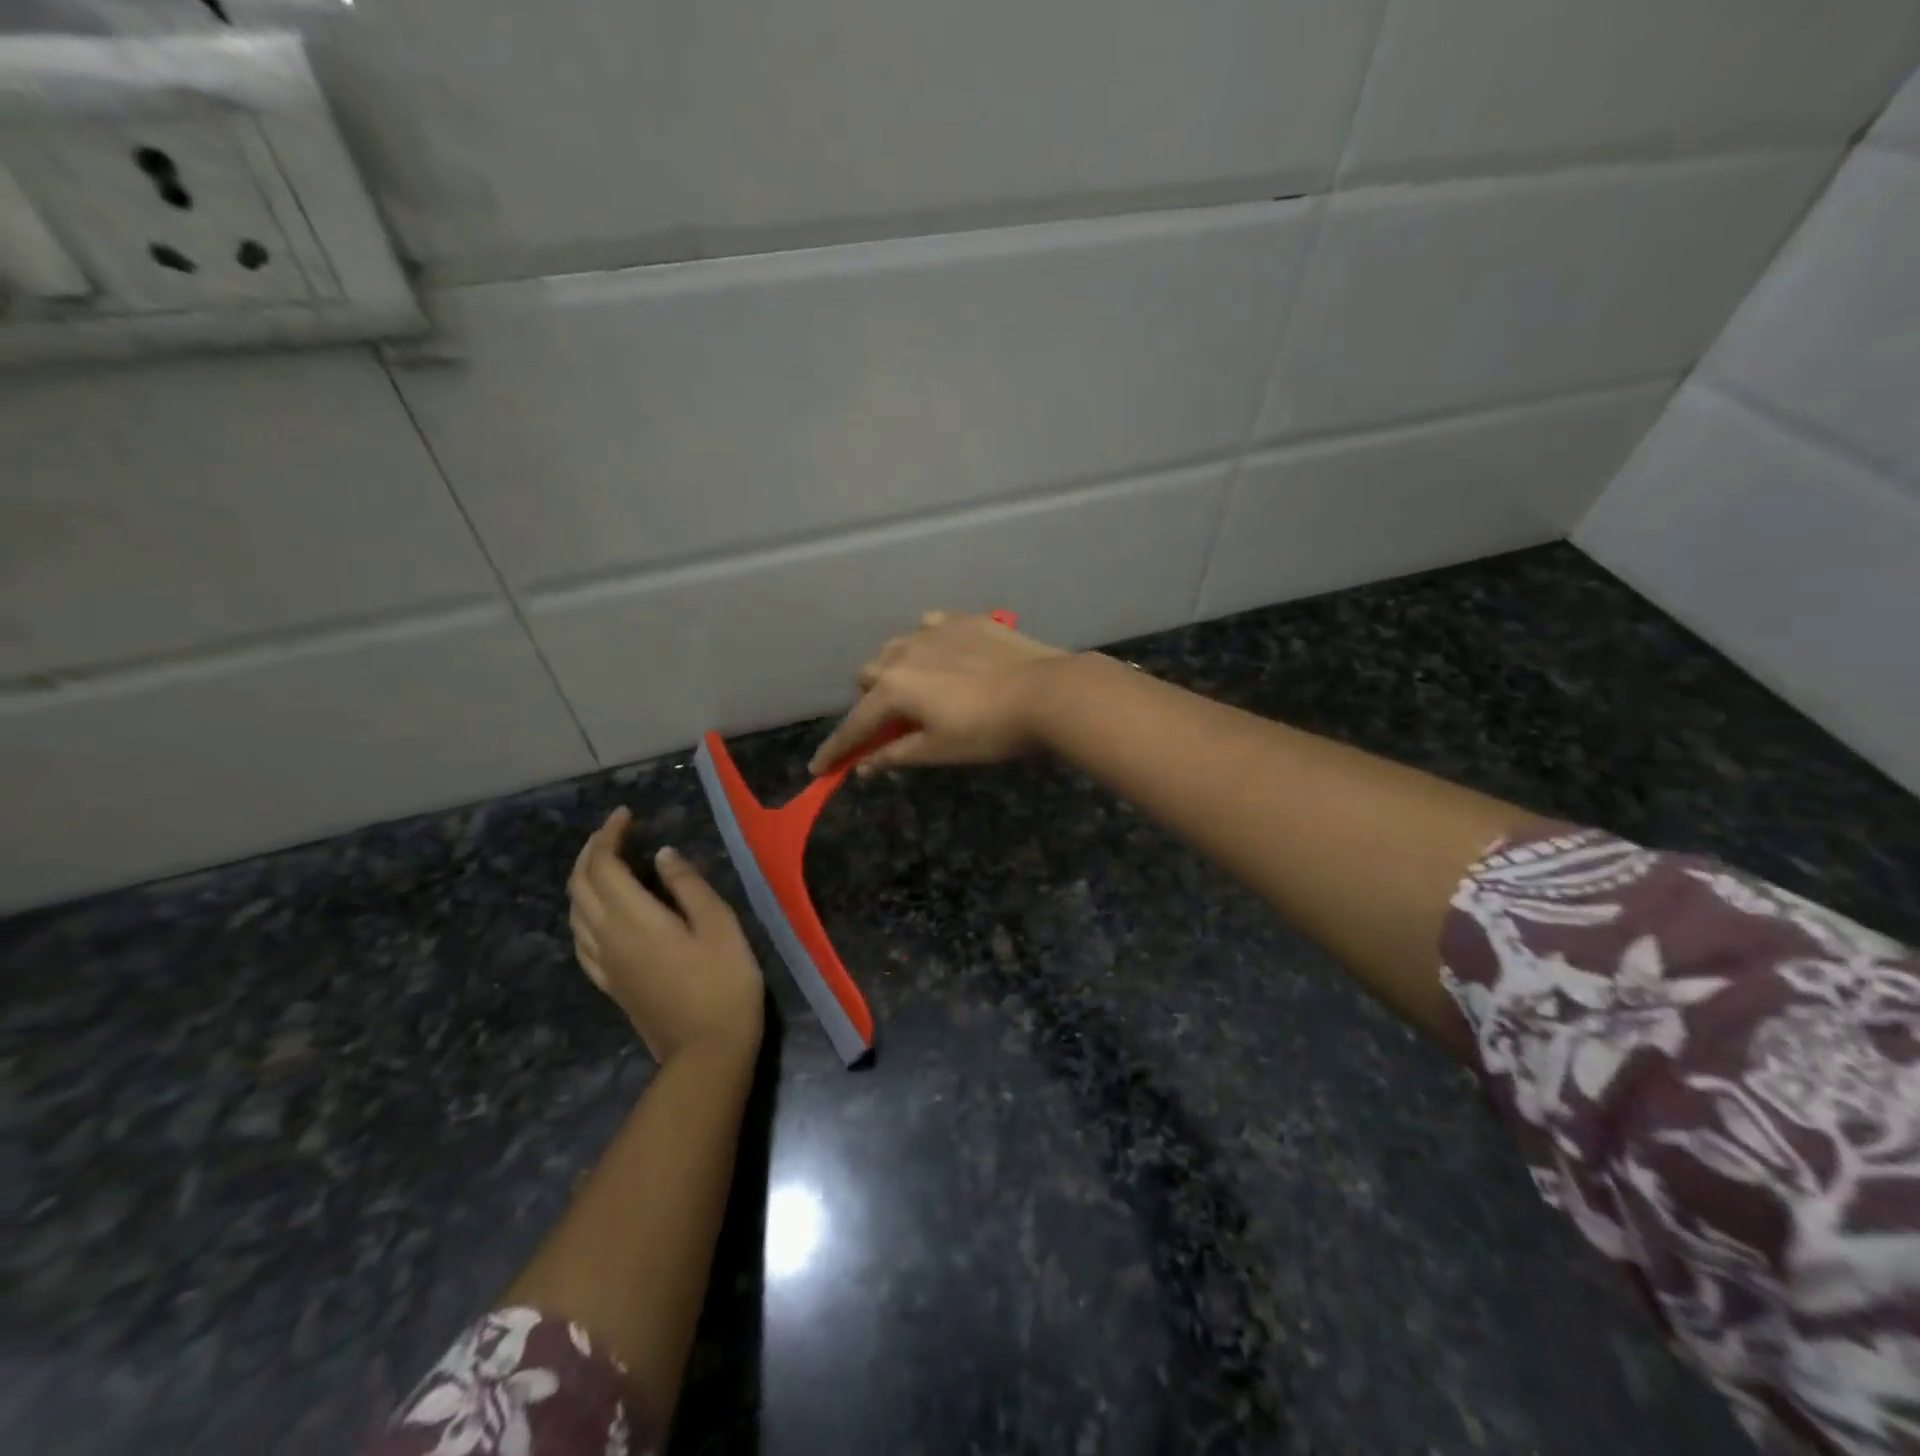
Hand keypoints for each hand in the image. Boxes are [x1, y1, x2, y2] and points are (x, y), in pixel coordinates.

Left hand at [567, 808, 763, 1062]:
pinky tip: (599, 912)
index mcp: (633, 918)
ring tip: (607, 861)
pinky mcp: (608, 982)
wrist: (706, 1050)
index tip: (626, 814)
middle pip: (580, 884)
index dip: (609, 835)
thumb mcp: (719, 924)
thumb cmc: (724, 981)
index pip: (603, 865)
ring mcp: (602, 963)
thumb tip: (663, 855)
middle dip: (591, 851)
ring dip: (583, 878)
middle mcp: (606, 936)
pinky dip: (583, 911)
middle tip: (615, 831)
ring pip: (574, 910)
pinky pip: (580, 938)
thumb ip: (687, 885)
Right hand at [808, 610, 1068, 775]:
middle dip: (870, 702)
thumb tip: (863, 767)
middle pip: (868, 676)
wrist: (1046, 691)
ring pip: (895, 647)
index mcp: (893, 689)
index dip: (836, 750)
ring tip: (918, 689)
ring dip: (895, 670)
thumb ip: (895, 755)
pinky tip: (943, 656)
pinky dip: (925, 644)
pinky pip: (928, 627)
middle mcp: (903, 653)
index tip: (818, 770)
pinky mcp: (963, 619)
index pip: (854, 725)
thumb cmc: (988, 731)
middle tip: (892, 724)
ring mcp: (934, 630)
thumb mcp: (939, 751)